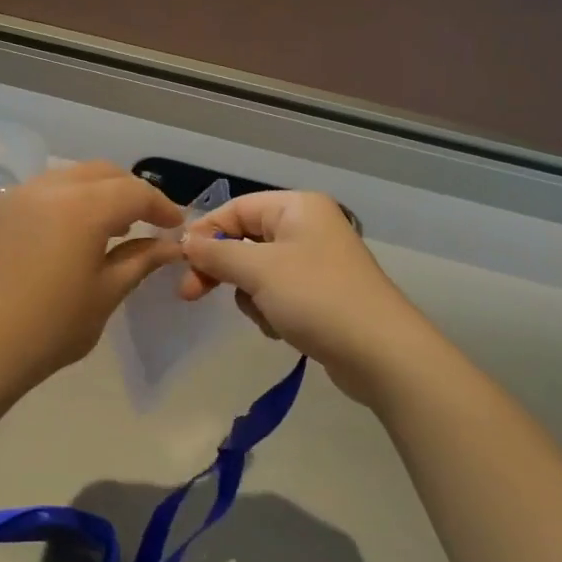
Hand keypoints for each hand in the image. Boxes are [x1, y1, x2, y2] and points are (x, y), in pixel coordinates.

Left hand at [0, 161, 182, 391]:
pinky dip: (63, 202)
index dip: (160, 206)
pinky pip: (38, 192)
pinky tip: (64, 235)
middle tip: (145, 221)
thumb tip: (170, 246)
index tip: (175, 226)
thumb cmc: (48, 329)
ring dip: (96, 194)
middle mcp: (49, 188)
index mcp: (83, 207)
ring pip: (68, 177)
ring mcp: (15, 196)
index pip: (134, 192)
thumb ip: (139, 261)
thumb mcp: (105, 295)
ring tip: (107, 229)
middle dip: (129, 192)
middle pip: (102, 173)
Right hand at [177, 191, 433, 403]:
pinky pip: (278, 293)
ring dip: (251, 296)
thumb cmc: (317, 298)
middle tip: (191, 294)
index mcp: (297, 207)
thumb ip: (217, 254)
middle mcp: (307, 227)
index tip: (180, 262)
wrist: (382, 354)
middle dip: (222, 269)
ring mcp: (316, 262)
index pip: (236, 209)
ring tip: (267, 316)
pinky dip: (271, 311)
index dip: (205, 232)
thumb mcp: (259, 271)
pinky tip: (284, 329)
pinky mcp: (321, 294)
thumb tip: (186, 241)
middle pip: (245, 240)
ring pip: (257, 271)